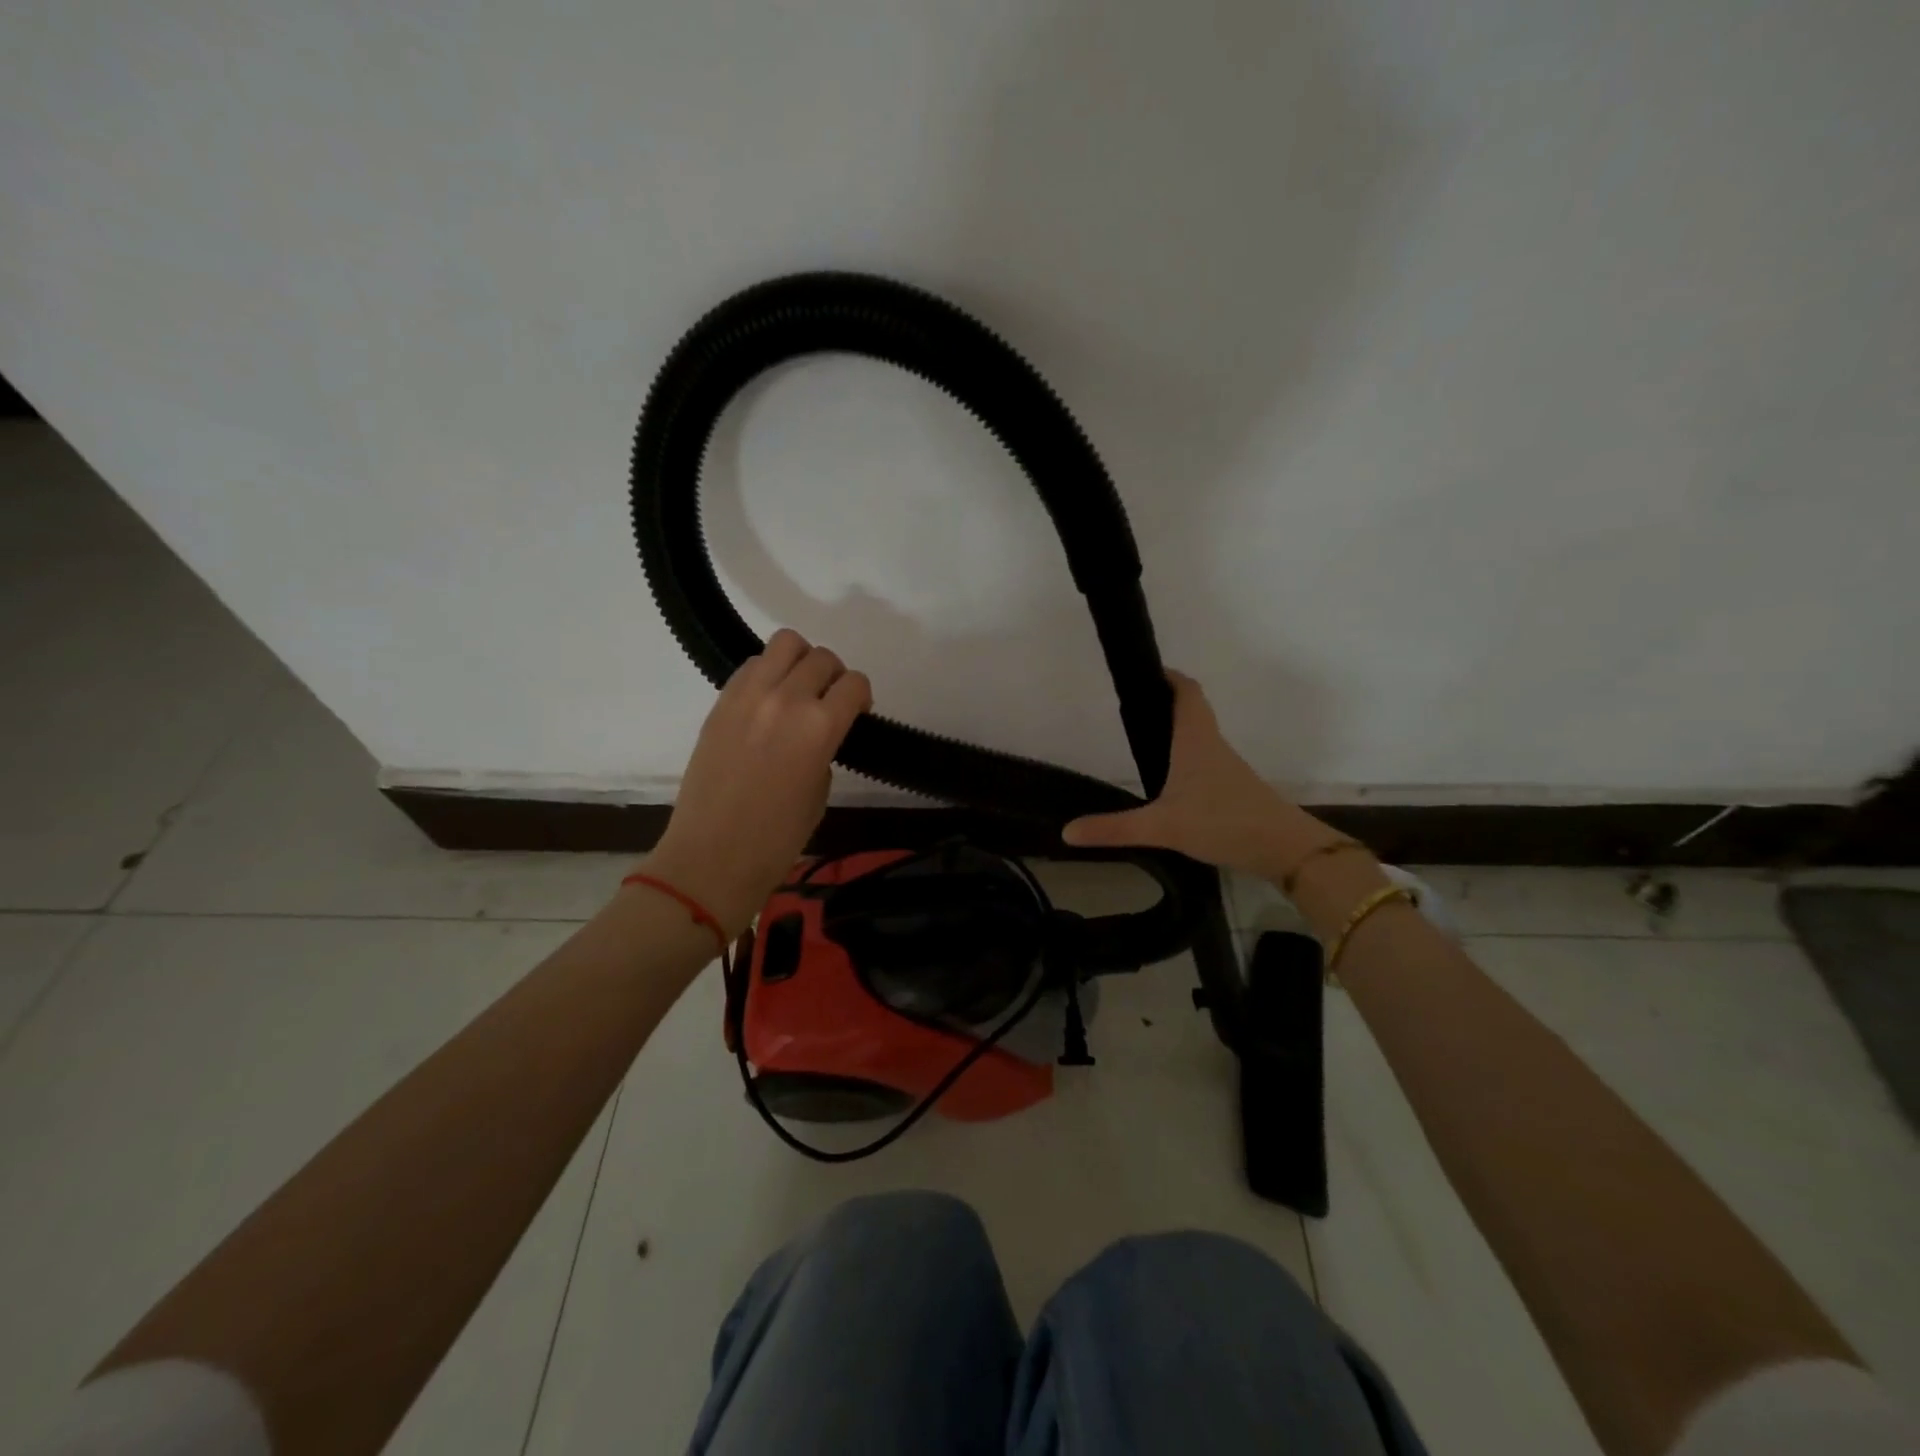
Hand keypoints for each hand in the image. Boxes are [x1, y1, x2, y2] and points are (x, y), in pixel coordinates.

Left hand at [643, 630, 870, 935]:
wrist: (712, 856)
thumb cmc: (778, 838)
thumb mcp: (820, 791)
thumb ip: (825, 747)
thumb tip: (819, 730)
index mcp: (820, 727)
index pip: (854, 684)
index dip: (861, 697)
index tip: (856, 713)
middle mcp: (786, 700)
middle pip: (822, 658)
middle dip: (834, 677)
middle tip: (827, 702)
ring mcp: (748, 696)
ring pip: (784, 643)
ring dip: (800, 661)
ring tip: (797, 690)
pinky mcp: (720, 702)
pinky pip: (751, 666)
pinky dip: (767, 673)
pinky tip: (767, 702)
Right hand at [1062, 670, 1334, 876]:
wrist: (1284, 848)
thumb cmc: (1222, 822)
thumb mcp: (1162, 827)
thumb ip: (1114, 829)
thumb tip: (1067, 831)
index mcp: (1194, 740)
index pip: (1186, 692)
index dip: (1168, 677)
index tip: (1146, 672)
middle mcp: (1212, 745)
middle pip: (1192, 709)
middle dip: (1165, 701)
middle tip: (1134, 706)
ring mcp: (1226, 767)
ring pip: (1199, 735)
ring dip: (1177, 729)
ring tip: (1144, 739)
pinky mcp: (1233, 788)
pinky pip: (1205, 759)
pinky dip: (1186, 756)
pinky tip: (1171, 780)